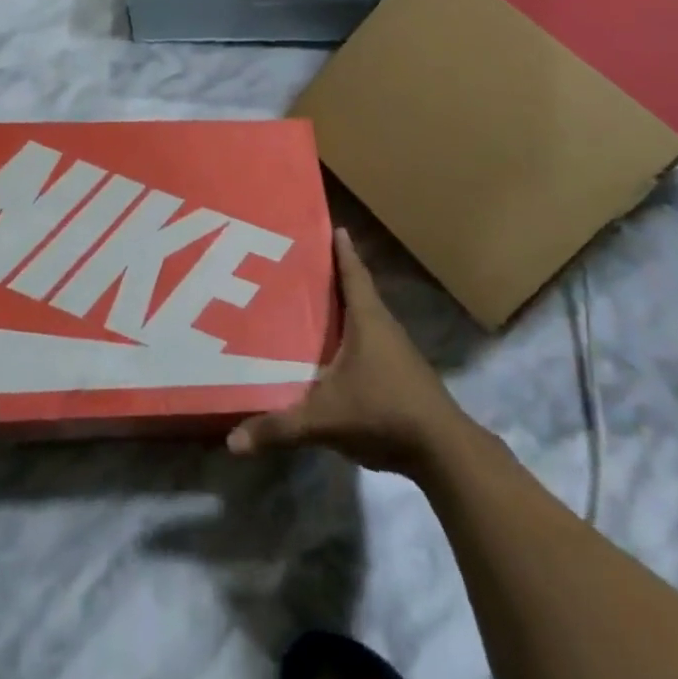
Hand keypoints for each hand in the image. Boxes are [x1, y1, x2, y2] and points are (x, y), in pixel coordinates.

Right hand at [227, 228, 474, 476]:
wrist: (444, 451)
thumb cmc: (383, 412)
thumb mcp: (325, 419)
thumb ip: (280, 427)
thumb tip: (232, 441)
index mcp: (367, 319)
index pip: (352, 272)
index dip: (341, 250)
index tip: (332, 226)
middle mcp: (384, 326)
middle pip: (357, 290)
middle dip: (334, 275)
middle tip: (304, 262)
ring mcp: (397, 351)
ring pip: (365, 317)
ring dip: (344, 307)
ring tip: (313, 303)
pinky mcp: (403, 374)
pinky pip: (371, 341)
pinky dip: (352, 335)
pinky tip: (335, 350)